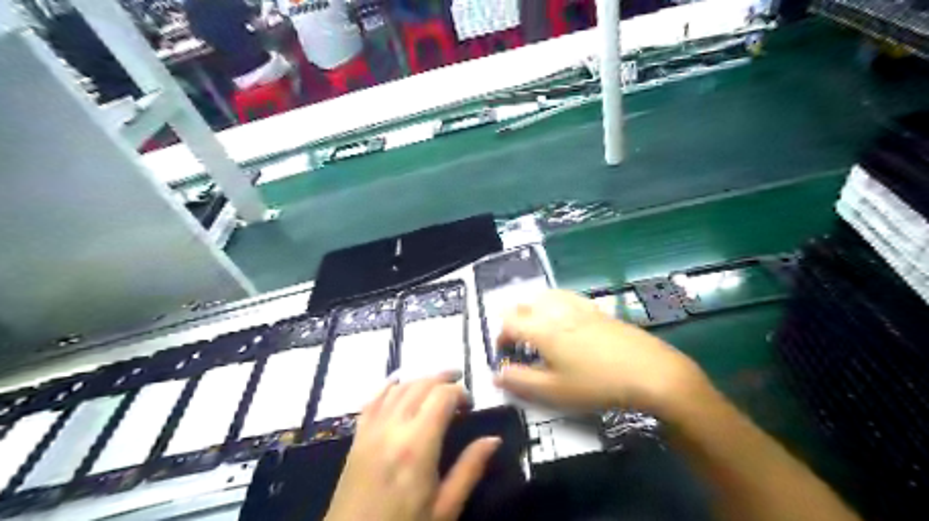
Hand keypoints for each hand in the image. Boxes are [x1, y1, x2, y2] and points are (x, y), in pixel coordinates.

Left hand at [323, 373, 501, 520]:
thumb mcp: (445, 508)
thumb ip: (470, 469)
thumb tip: (493, 439)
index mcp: (418, 445)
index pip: (442, 396)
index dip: (460, 392)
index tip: (470, 405)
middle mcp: (393, 427)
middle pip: (421, 385)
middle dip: (443, 378)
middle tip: (459, 385)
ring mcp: (372, 429)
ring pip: (398, 387)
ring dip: (420, 380)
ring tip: (436, 385)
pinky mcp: (358, 436)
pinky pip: (373, 399)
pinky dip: (389, 386)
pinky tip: (398, 383)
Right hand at [493, 289, 705, 415]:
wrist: (649, 371)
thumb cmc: (596, 384)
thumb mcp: (553, 391)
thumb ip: (520, 381)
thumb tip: (497, 373)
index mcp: (541, 328)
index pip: (508, 322)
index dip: (500, 337)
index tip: (504, 355)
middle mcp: (555, 310)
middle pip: (524, 305)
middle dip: (515, 322)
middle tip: (521, 345)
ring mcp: (577, 306)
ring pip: (544, 297)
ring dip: (533, 311)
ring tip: (540, 332)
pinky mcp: (596, 308)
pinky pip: (565, 298)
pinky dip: (554, 306)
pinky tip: (566, 323)